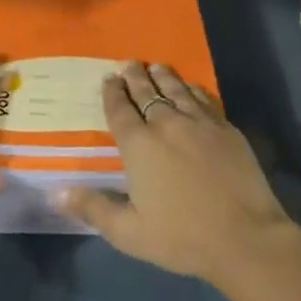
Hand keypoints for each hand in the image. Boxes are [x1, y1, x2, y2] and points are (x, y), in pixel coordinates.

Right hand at [57, 63, 300, 296]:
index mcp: (140, 146)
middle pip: (147, 92)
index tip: (108, 78)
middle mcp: (167, 124)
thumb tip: (56, 193)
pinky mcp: (225, 128)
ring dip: (163, 76)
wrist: (244, 236)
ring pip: (176, 90)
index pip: (120, 110)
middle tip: (128, 63)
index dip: (112, 93)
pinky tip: (190, 87)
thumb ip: (94, 208)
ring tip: (155, 66)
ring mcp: (199, 123)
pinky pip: (203, 98)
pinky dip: (192, 89)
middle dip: (135, 76)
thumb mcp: (129, 233)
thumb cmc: (182, 237)